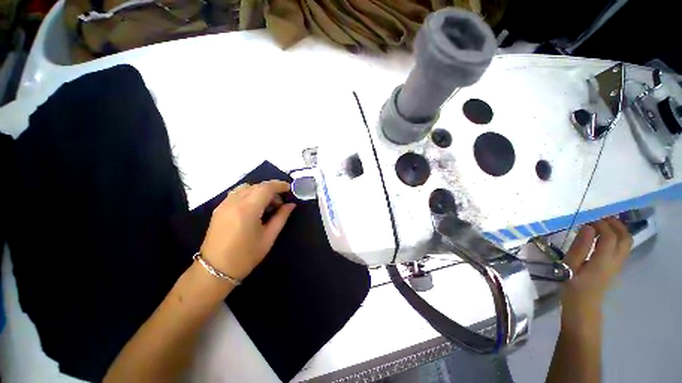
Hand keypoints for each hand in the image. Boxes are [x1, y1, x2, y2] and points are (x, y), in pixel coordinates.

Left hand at [199, 180, 295, 280]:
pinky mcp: (219, 208)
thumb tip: (291, 205)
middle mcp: (234, 202)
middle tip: (280, 203)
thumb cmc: (246, 256)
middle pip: (257, 186)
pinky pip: (237, 193)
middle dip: (272, 190)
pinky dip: (249, 194)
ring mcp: (224, 204)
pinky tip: (254, 207)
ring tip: (267, 205)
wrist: (215, 270)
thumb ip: (281, 217)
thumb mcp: (269, 237)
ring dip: (260, 191)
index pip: (266, 188)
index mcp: (247, 209)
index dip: (280, 185)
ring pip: (246, 187)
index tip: (290, 189)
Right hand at [561, 217, 631, 322]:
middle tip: (600, 217)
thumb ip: (580, 246)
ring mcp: (617, 264)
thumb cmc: (573, 286)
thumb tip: (587, 226)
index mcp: (603, 260)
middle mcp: (615, 261)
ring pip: (626, 242)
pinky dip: (616, 237)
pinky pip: (621, 248)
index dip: (600, 224)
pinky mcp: (615, 267)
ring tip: (602, 224)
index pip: (609, 236)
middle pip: (625, 238)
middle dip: (615, 224)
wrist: (582, 307)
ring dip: (617, 230)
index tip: (587, 218)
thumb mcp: (571, 266)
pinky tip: (602, 237)